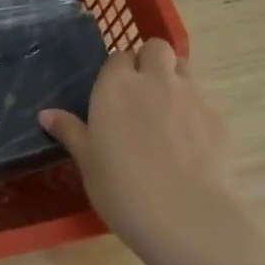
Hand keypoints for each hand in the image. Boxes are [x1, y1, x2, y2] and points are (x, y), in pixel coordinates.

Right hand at [40, 40, 264, 264]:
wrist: (183, 215)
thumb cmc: (120, 187)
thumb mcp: (86, 160)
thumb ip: (70, 131)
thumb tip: (46, 114)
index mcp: (116, 86)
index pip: (117, 58)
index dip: (116, 73)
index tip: (112, 95)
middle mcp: (155, 80)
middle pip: (156, 48)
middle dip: (149, 61)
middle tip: (140, 93)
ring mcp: (192, 96)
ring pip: (185, 69)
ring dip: (174, 80)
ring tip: (164, 114)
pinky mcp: (218, 118)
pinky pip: (204, 102)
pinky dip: (194, 113)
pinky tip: (188, 145)